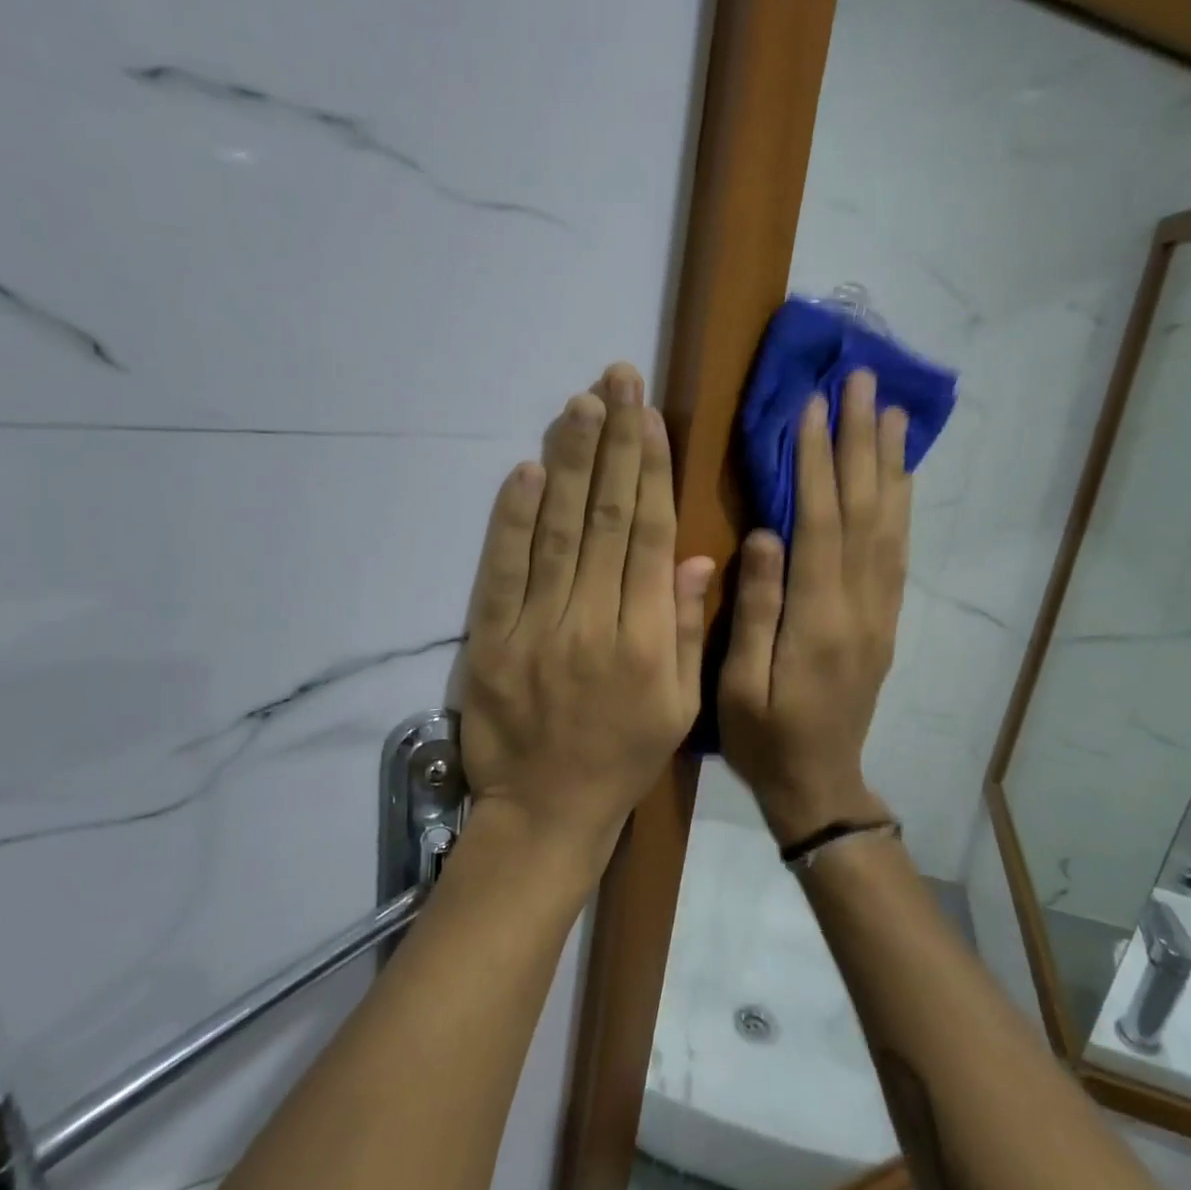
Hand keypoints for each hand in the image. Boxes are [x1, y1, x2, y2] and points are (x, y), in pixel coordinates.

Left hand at [460, 363, 715, 877]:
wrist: (546, 810)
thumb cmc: (621, 758)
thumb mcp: (678, 706)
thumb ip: (688, 629)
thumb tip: (698, 557)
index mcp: (647, 639)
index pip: (651, 536)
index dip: (651, 471)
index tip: (650, 418)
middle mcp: (594, 621)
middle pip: (607, 517)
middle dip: (613, 444)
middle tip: (616, 380)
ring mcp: (538, 627)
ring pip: (558, 531)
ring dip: (569, 463)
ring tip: (579, 405)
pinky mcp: (492, 638)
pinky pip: (503, 570)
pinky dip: (512, 518)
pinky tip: (526, 470)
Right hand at [720, 369, 909, 843]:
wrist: (820, 784)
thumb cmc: (764, 738)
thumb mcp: (739, 685)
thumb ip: (757, 610)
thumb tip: (764, 536)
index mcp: (817, 619)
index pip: (820, 524)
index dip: (816, 463)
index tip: (813, 406)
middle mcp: (859, 606)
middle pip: (864, 511)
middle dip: (860, 443)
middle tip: (862, 382)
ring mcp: (879, 612)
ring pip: (890, 525)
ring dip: (889, 464)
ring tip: (891, 411)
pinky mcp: (885, 621)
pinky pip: (898, 553)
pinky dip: (901, 506)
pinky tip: (900, 476)